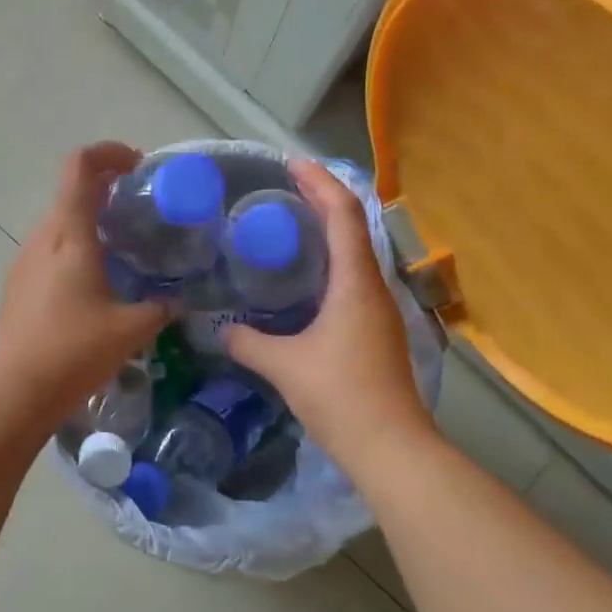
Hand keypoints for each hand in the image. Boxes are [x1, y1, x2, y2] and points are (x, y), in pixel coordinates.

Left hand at [0, 142, 170, 432]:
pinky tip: (94, 284)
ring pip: (59, 224)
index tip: (137, 166)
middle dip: (106, 190)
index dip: (108, 153)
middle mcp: (42, 239)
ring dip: (89, 222)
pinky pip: (48, 252)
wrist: (15, 391)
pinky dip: (74, 249)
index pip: (80, 168)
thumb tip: (176, 302)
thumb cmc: (75, 351)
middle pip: (70, 193)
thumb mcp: (131, 330)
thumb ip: (159, 309)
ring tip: (121, 250)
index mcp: (70, 236)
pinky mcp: (16, 286)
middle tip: (139, 211)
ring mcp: (23, 262)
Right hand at [225, 160, 434, 462]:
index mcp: (355, 283)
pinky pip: (352, 280)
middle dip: (322, 200)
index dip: (320, 183)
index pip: (343, 215)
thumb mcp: (284, 366)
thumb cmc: (340, 396)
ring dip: (328, 232)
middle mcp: (374, 287)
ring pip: (355, 254)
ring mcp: (380, 310)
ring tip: (290, 226)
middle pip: (353, 226)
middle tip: (284, 189)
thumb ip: (248, 342)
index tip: (292, 165)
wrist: (390, 446)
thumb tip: (220, 330)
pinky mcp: (377, 331)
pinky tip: (304, 280)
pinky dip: (329, 263)